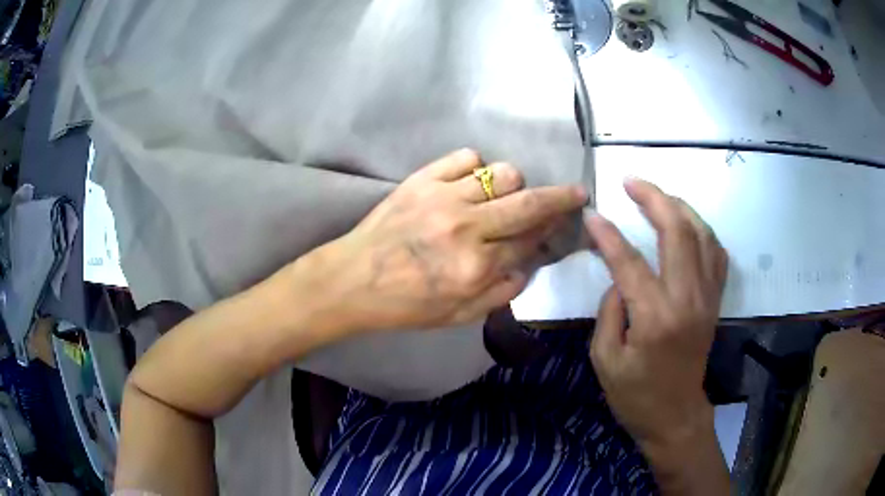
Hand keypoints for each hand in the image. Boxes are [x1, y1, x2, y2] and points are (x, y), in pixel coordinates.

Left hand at [294, 148, 586, 334]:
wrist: (353, 279)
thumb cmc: (405, 304)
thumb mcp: (457, 316)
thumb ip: (501, 293)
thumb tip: (527, 265)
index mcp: (476, 267)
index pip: (530, 241)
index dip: (548, 232)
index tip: (559, 224)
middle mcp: (467, 228)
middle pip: (529, 202)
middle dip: (562, 196)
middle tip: (574, 192)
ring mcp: (443, 198)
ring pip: (503, 173)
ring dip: (514, 184)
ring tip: (504, 195)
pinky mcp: (422, 179)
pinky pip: (466, 157)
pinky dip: (476, 167)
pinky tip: (470, 182)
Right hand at [586, 178, 728, 485]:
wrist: (676, 415)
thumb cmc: (635, 395)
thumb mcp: (605, 359)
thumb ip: (609, 310)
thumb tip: (620, 276)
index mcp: (655, 319)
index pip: (630, 262)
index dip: (608, 235)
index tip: (592, 215)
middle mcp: (688, 300)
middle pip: (677, 233)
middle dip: (653, 199)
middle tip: (631, 182)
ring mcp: (707, 297)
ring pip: (702, 235)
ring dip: (679, 207)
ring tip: (656, 195)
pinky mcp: (715, 300)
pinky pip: (716, 253)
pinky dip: (702, 230)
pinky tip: (686, 223)